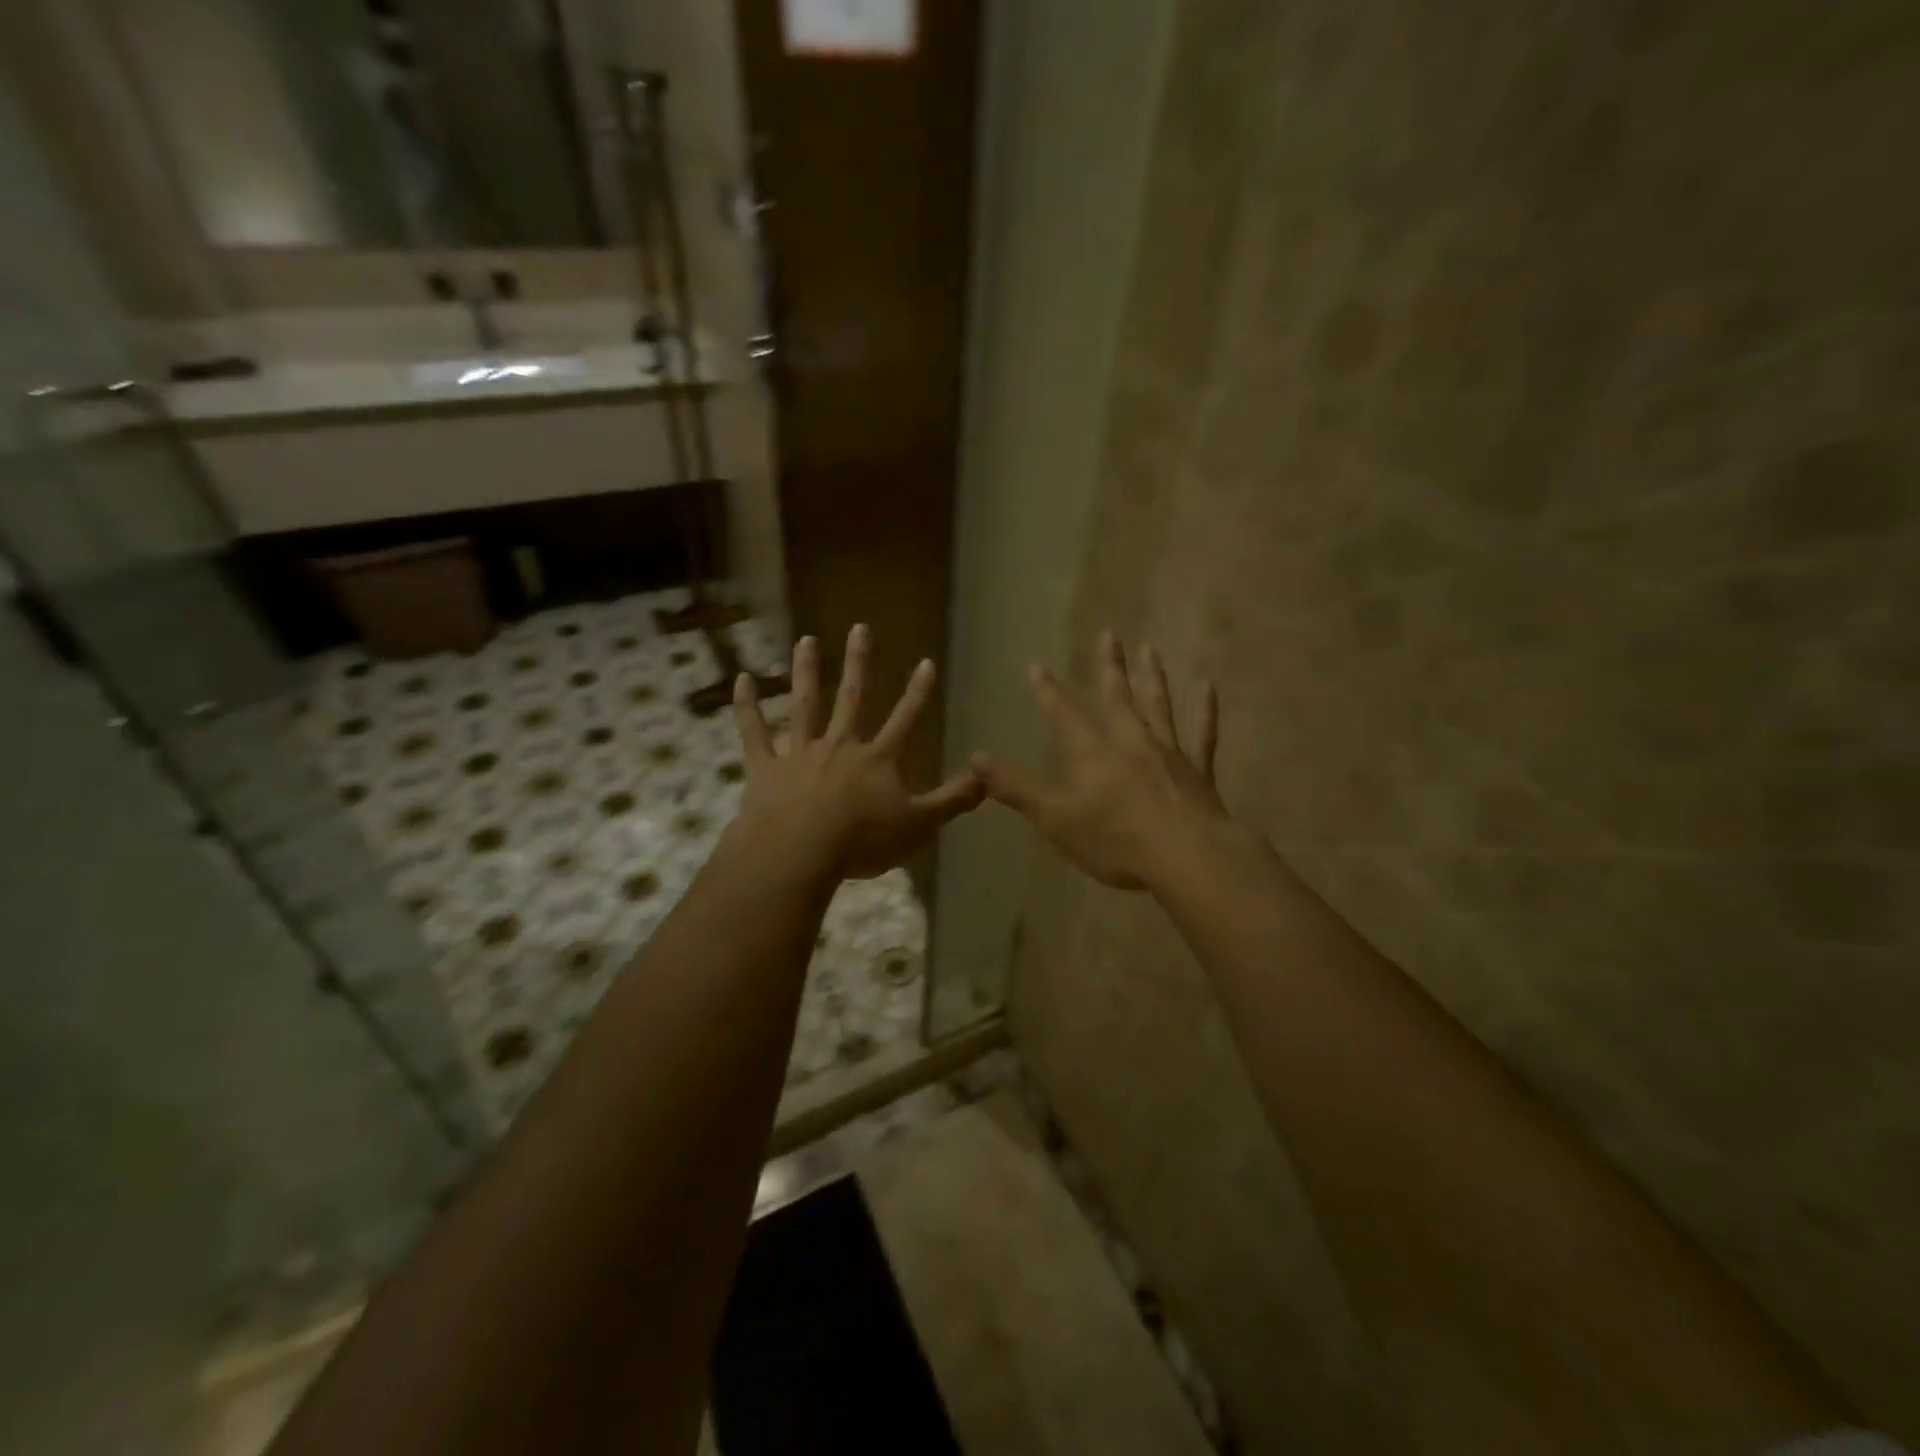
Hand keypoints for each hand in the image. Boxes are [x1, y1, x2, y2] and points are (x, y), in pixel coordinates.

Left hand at [731, 624, 984, 879]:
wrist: (799, 851)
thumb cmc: (863, 840)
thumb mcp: (920, 825)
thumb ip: (954, 800)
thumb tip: (989, 775)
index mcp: (878, 758)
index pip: (906, 718)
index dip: (919, 692)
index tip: (926, 661)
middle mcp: (841, 744)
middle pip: (853, 696)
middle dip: (860, 662)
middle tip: (860, 628)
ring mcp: (801, 752)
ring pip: (805, 704)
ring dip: (806, 671)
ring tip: (805, 640)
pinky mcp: (766, 766)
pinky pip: (754, 732)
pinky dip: (747, 706)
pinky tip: (741, 680)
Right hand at [972, 633, 1232, 890]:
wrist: (1187, 857)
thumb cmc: (1115, 840)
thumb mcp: (1054, 819)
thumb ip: (1015, 788)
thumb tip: (974, 759)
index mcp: (1092, 753)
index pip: (1063, 714)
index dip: (1048, 691)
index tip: (1037, 665)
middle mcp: (1129, 742)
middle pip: (1116, 697)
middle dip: (1108, 667)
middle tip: (1109, 634)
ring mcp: (1167, 753)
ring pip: (1157, 706)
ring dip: (1152, 677)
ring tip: (1150, 648)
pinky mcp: (1197, 771)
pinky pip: (1202, 734)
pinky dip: (1205, 710)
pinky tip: (1208, 686)